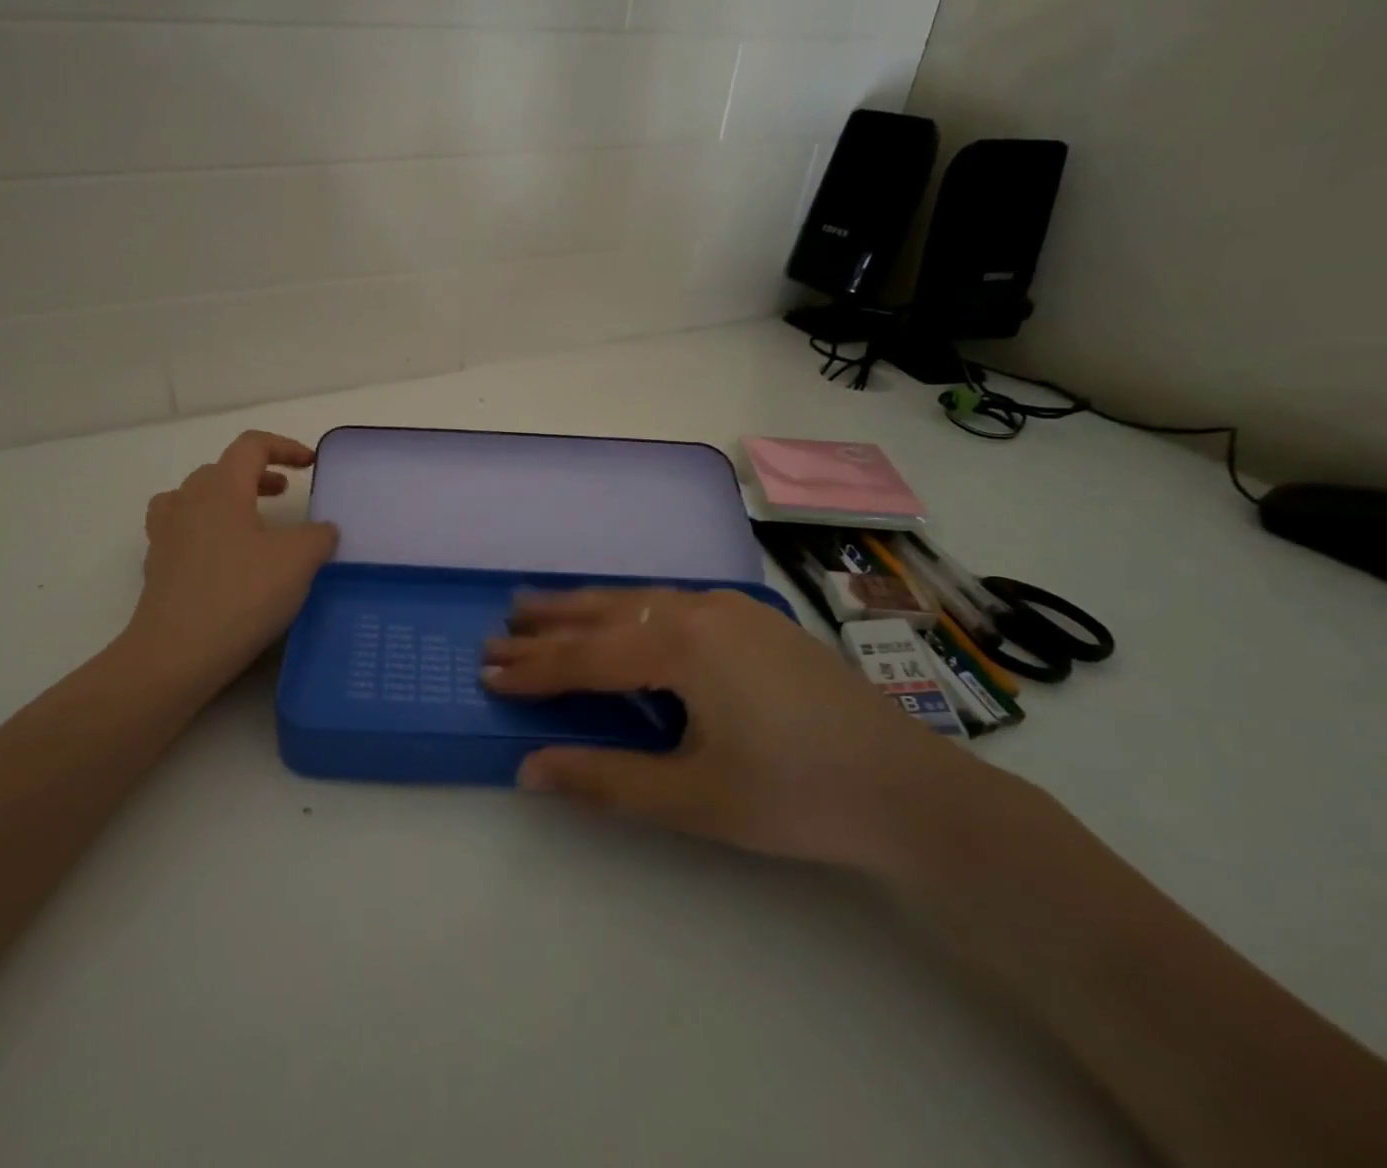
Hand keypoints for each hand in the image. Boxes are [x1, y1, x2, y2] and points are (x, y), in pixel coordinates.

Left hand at [124, 431, 339, 699]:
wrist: (176, 654)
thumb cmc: (242, 595)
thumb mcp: (298, 561)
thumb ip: (318, 536)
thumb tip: (322, 530)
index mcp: (221, 488)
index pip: (251, 446)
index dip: (284, 447)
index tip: (309, 464)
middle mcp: (188, 502)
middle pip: (221, 469)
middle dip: (256, 475)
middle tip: (283, 493)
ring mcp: (166, 535)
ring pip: (194, 498)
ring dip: (225, 499)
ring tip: (249, 521)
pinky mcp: (158, 568)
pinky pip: (182, 532)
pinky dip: (205, 531)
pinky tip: (224, 559)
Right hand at [482, 588, 982, 871]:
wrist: (914, 791)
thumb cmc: (796, 796)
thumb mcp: (693, 798)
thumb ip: (605, 780)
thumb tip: (529, 769)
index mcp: (681, 644)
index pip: (585, 657)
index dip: (533, 669)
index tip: (486, 672)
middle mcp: (700, 609)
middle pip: (605, 613)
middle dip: (549, 623)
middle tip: (500, 626)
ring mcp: (731, 608)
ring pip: (638, 600)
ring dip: (587, 608)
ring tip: (540, 608)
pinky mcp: (754, 620)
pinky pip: (671, 603)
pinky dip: (629, 610)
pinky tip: (621, 619)